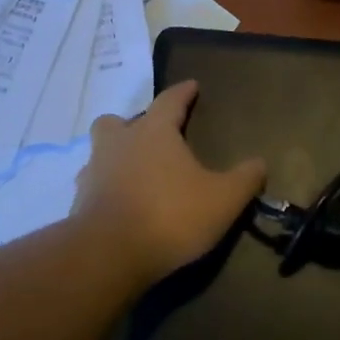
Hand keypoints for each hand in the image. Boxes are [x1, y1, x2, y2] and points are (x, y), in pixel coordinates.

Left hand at [74, 80, 267, 283]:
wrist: (109, 254)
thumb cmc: (170, 215)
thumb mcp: (223, 199)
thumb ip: (244, 179)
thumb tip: (260, 163)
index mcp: (153, 132)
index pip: (169, 100)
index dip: (183, 92)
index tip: (192, 85)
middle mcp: (119, 143)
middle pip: (117, 121)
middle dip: (132, 123)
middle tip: (150, 137)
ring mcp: (93, 172)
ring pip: (100, 152)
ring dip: (115, 157)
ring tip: (134, 173)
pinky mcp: (79, 203)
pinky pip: (93, 186)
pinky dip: (106, 189)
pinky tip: (120, 204)